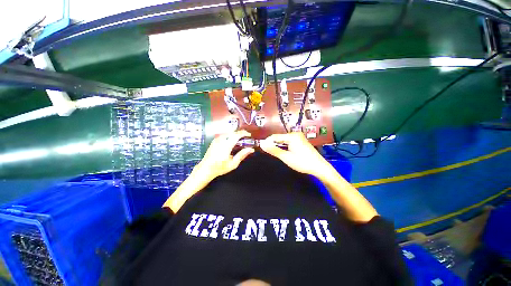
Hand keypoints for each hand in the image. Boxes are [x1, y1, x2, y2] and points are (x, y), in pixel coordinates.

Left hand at [193, 130, 254, 183]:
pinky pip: (224, 135)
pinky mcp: (214, 141)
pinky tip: (232, 140)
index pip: (236, 135)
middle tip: (246, 137)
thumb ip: (242, 155)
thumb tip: (251, 149)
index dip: (244, 133)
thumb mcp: (233, 164)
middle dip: (240, 133)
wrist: (206, 168)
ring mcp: (216, 140)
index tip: (249, 135)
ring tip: (240, 139)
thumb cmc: (220, 167)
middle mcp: (221, 140)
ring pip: (228, 132)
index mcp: (226, 146)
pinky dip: (230, 135)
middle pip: (233, 132)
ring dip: (235, 134)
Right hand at [259, 132, 328, 177]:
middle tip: (269, 153)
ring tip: (275, 153)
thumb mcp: (286, 157)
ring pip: (284, 140)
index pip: (275, 137)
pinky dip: (284, 147)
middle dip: (273, 144)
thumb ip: (273, 150)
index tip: (261, 148)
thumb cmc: (302, 162)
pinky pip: (289, 142)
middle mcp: (295, 134)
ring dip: (279, 146)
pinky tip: (284, 152)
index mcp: (292, 136)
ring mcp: (299, 137)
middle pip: (279, 138)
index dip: (267, 142)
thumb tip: (262, 144)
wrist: (319, 167)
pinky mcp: (301, 141)